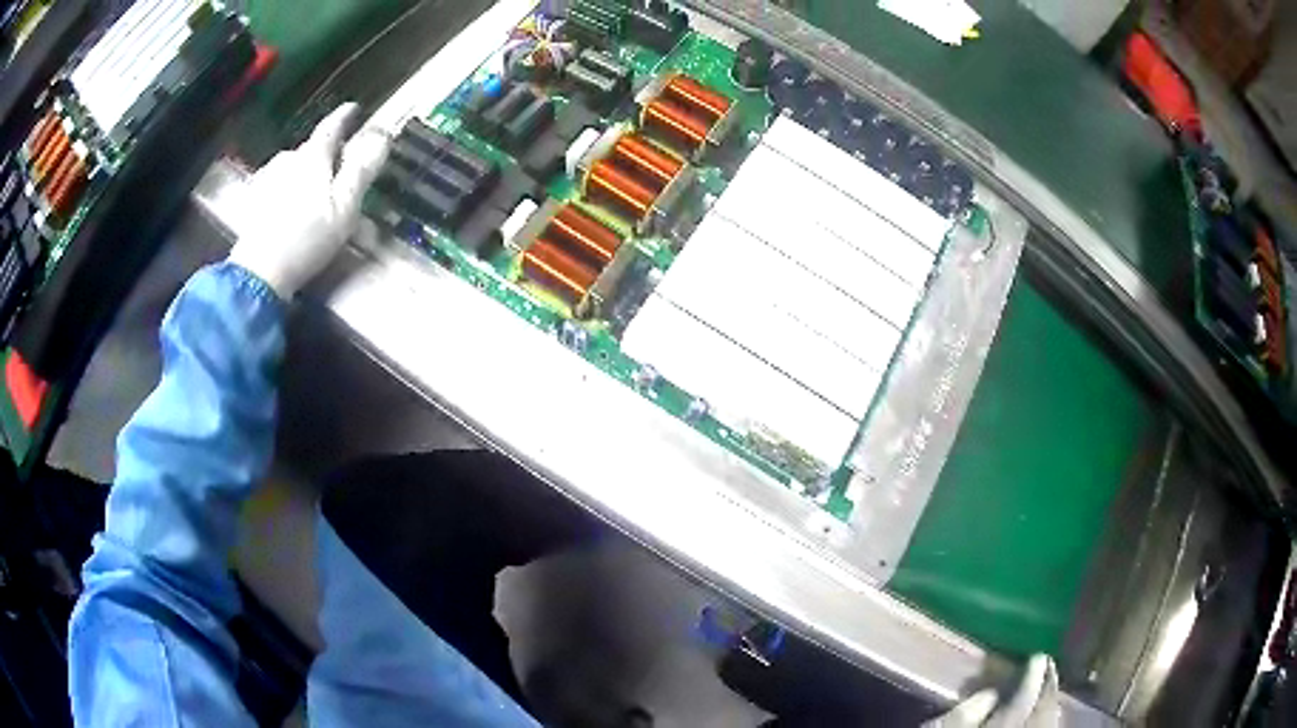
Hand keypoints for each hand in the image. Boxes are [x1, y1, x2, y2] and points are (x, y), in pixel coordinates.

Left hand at [228, 103, 390, 299]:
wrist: (259, 273)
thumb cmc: (308, 238)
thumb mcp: (345, 206)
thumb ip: (362, 168)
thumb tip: (382, 134)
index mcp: (313, 157)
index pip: (332, 127)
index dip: (345, 117)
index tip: (354, 109)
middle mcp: (288, 159)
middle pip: (311, 149)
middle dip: (325, 154)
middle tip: (337, 169)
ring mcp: (267, 179)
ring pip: (292, 167)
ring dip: (304, 173)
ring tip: (312, 193)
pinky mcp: (253, 201)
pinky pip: (277, 184)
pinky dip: (287, 189)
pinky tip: (289, 207)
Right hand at [925, 655, 1061, 727]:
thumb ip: (962, 715)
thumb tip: (990, 693)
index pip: (1023, 702)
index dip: (1033, 678)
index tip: (1037, 657)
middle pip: (1042, 714)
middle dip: (1048, 689)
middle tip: (1048, 665)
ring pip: (1047, 727)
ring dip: (1050, 706)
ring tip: (1049, 688)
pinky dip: (1047, 724)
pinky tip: (1045, 718)